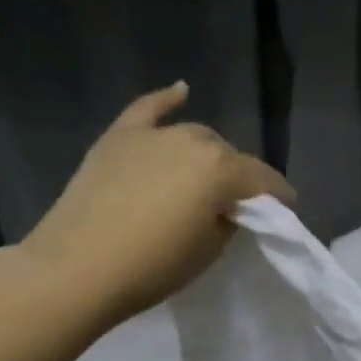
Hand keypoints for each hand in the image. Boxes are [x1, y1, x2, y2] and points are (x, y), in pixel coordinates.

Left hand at [20, 82, 293, 324]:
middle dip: (238, 178)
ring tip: (206, 177)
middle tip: (236, 205)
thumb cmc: (151, 267)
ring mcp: (152, 135)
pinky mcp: (118, 138)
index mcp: (221, 169)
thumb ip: (228, 219)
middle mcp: (192, 141)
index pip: (263, 179)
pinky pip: (148, 110)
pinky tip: (181, 90)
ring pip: (194, 136)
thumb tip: (227, 207)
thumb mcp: (209, 250)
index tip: (285, 211)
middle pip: (227, 156)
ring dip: (206, 154)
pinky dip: (166, 99)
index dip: (278, 198)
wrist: (75, 270)